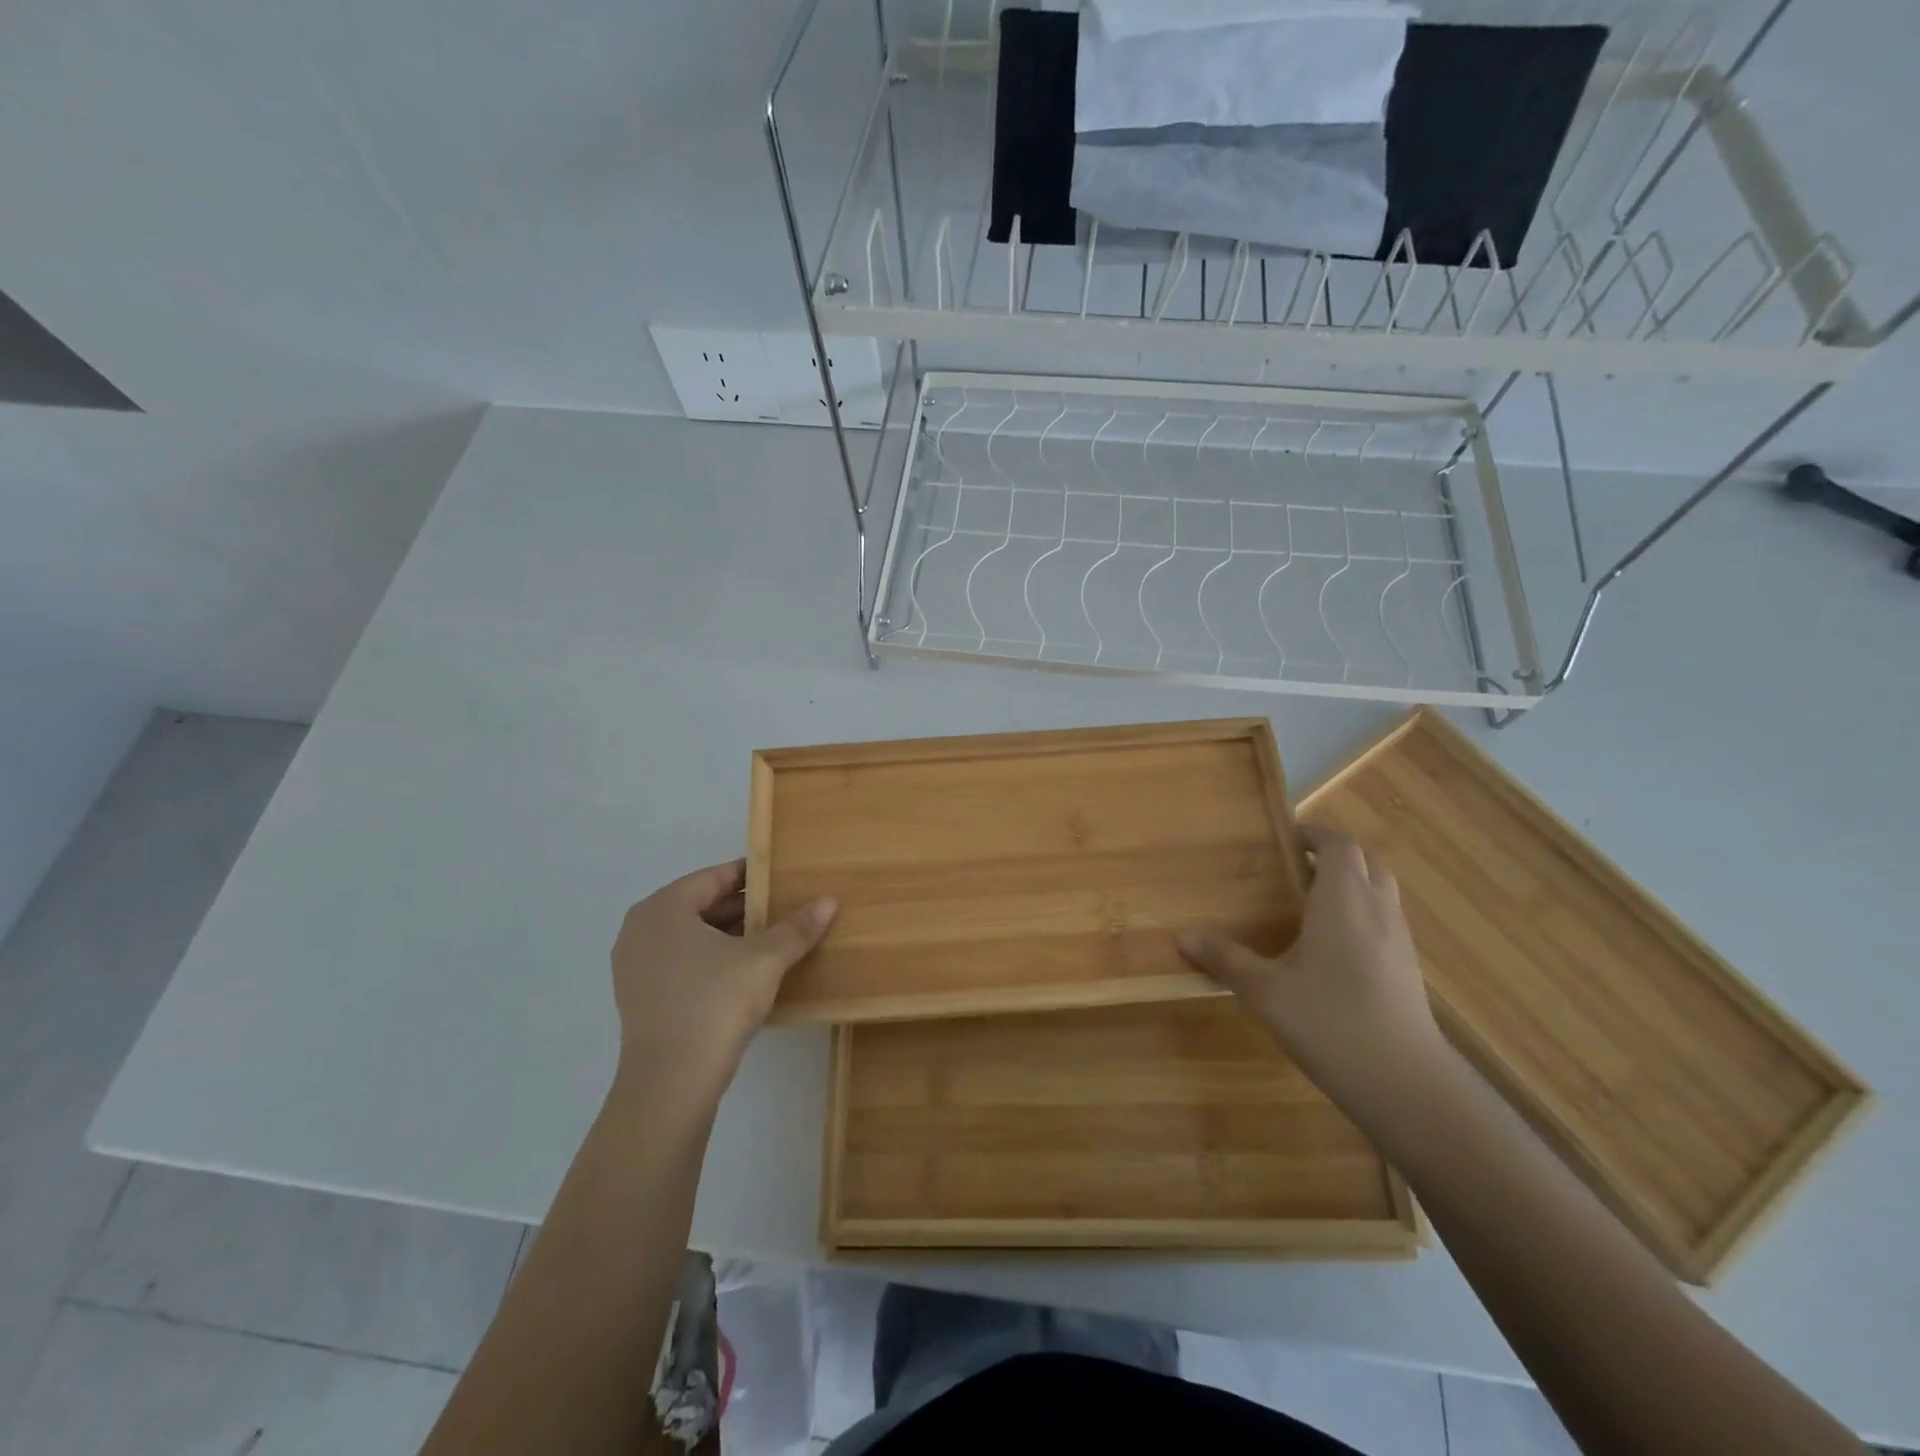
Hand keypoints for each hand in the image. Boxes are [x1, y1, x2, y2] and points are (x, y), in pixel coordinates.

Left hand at [610, 860, 835, 1088]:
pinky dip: (710, 958)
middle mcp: (641, 928)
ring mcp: (634, 965)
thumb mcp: (765, 960)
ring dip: (728, 934)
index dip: (751, 874)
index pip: (714, 877)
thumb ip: (796, 927)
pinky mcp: (639, 996)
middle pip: (700, 904)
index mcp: (664, 907)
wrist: (671, 1083)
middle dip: (742, 907)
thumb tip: (829, 901)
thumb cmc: (716, 1003)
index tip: (782, 876)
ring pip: (690, 935)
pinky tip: (743, 971)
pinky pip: (680, 961)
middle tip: (783, 907)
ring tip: (770, 938)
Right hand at [1178, 825, 1445, 1110]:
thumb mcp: (1266, 992)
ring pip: (1380, 892)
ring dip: (1351, 884)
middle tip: (1296, 867)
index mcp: (1343, 902)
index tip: (1286, 837)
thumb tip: (1183, 937)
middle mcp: (1377, 911)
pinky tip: (1333, 948)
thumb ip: (1226, 959)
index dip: (1315, 834)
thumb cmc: (1330, 1023)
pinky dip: (1362, 915)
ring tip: (1311, 903)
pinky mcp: (1409, 971)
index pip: (1339, 846)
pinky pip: (1386, 922)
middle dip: (1335, 856)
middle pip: (1366, 863)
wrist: (1407, 1085)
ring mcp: (1400, 942)